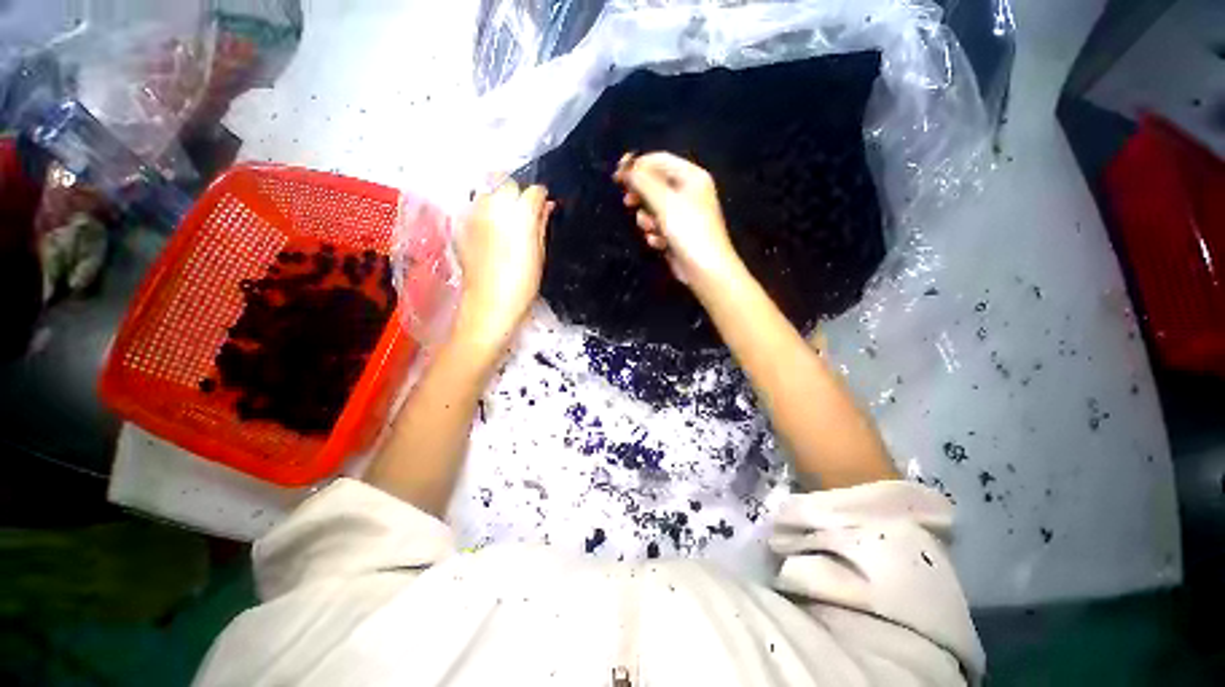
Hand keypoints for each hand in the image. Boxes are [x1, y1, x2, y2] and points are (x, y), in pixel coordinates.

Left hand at [456, 180, 553, 346]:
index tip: (543, 207)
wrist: (489, 304)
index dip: (541, 198)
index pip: (534, 191)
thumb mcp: (539, 255)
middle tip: (524, 212)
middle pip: (507, 182)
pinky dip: (484, 211)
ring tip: (506, 219)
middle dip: (517, 192)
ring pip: (487, 191)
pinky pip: (475, 207)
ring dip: (499, 198)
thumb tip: (546, 206)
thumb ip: (541, 225)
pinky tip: (490, 229)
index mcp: (520, 215)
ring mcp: (474, 214)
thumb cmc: (522, 284)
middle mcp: (494, 207)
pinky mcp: (461, 225)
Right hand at [614, 152, 741, 288]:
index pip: (659, 160)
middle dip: (641, 197)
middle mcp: (688, 192)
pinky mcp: (677, 234)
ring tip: (652, 230)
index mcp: (691, 176)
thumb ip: (642, 181)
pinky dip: (655, 235)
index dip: (637, 166)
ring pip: (653, 209)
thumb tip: (626, 167)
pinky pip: (658, 227)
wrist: (704, 269)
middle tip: (628, 203)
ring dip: (647, 220)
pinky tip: (660, 244)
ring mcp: (683, 214)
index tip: (617, 176)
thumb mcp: (664, 201)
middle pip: (654, 185)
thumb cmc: (687, 229)